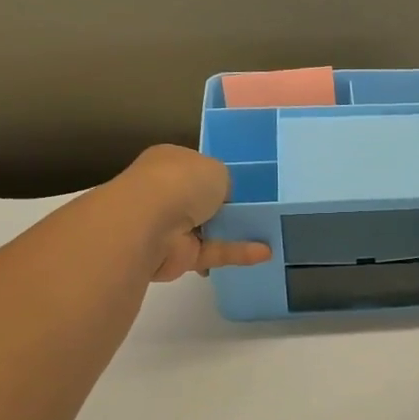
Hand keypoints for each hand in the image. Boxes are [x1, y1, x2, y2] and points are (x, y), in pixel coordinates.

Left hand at [110, 145, 272, 282]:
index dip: (218, 176)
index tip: (245, 185)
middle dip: (226, 206)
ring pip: (208, 229)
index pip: (195, 168)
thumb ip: (224, 182)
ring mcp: (169, 226)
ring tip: (270, 232)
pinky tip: (265, 253)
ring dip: (234, 232)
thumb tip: (223, 196)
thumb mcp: (217, 168)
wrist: (148, 223)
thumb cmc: (181, 182)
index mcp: (168, 163)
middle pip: (201, 200)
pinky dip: (237, 253)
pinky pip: (213, 252)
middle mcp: (165, 192)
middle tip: (261, 210)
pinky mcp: (178, 256)